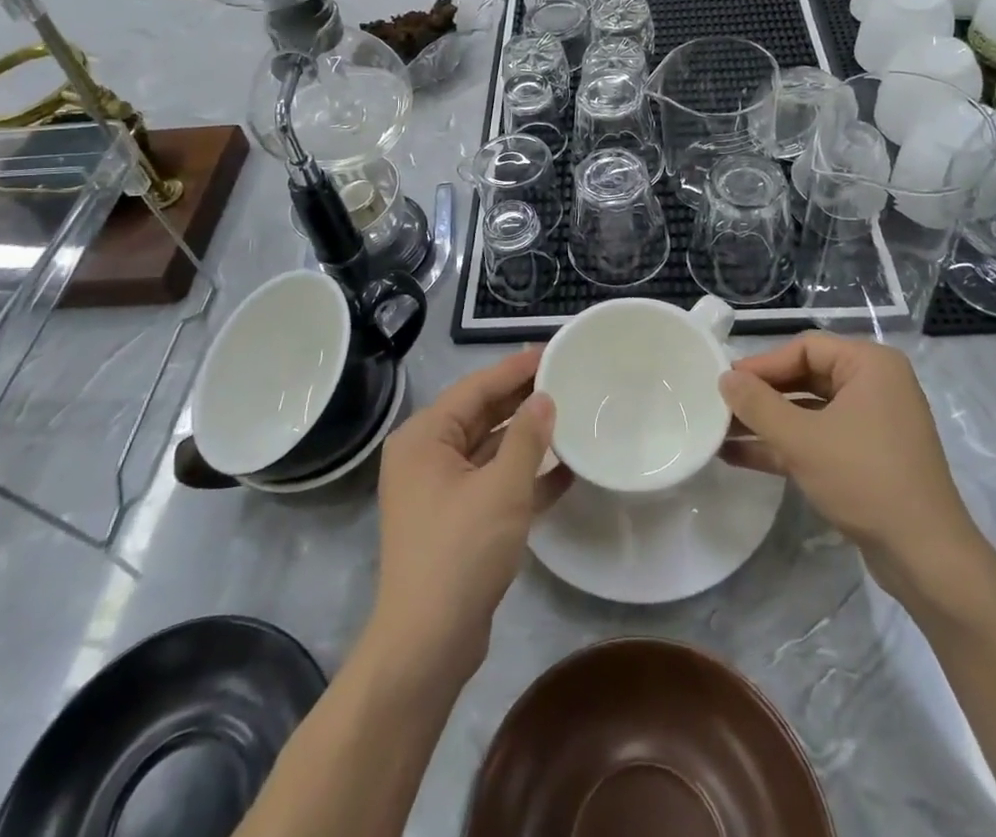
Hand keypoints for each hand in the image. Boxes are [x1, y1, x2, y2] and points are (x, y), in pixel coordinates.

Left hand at [371, 347, 569, 673]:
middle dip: (522, 399)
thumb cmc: (460, 552)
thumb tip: (544, 398)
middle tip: (566, 377)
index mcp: (425, 438)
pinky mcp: (455, 520)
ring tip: (570, 416)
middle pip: (481, 415)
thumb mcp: (502, 488)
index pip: (476, 388)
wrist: (427, 646)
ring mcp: (439, 490)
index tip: (552, 350)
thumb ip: (527, 437)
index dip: (515, 368)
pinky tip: (565, 470)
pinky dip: (523, 475)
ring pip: (489, 449)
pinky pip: (492, 482)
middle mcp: (426, 456)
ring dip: (526, 438)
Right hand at [720, 332, 988, 611]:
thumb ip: (757, 404)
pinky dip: (785, 445)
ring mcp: (873, 424)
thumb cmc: (864, 478)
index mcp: (870, 365)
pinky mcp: (868, 458)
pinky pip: (819, 438)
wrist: (926, 558)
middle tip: (720, 405)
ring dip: (767, 423)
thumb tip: (724, 378)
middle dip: (762, 395)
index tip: (725, 382)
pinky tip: (741, 456)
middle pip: (805, 377)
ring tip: (720, 431)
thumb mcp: (802, 439)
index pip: (805, 348)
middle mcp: (875, 386)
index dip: (762, 364)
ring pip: (808, 412)